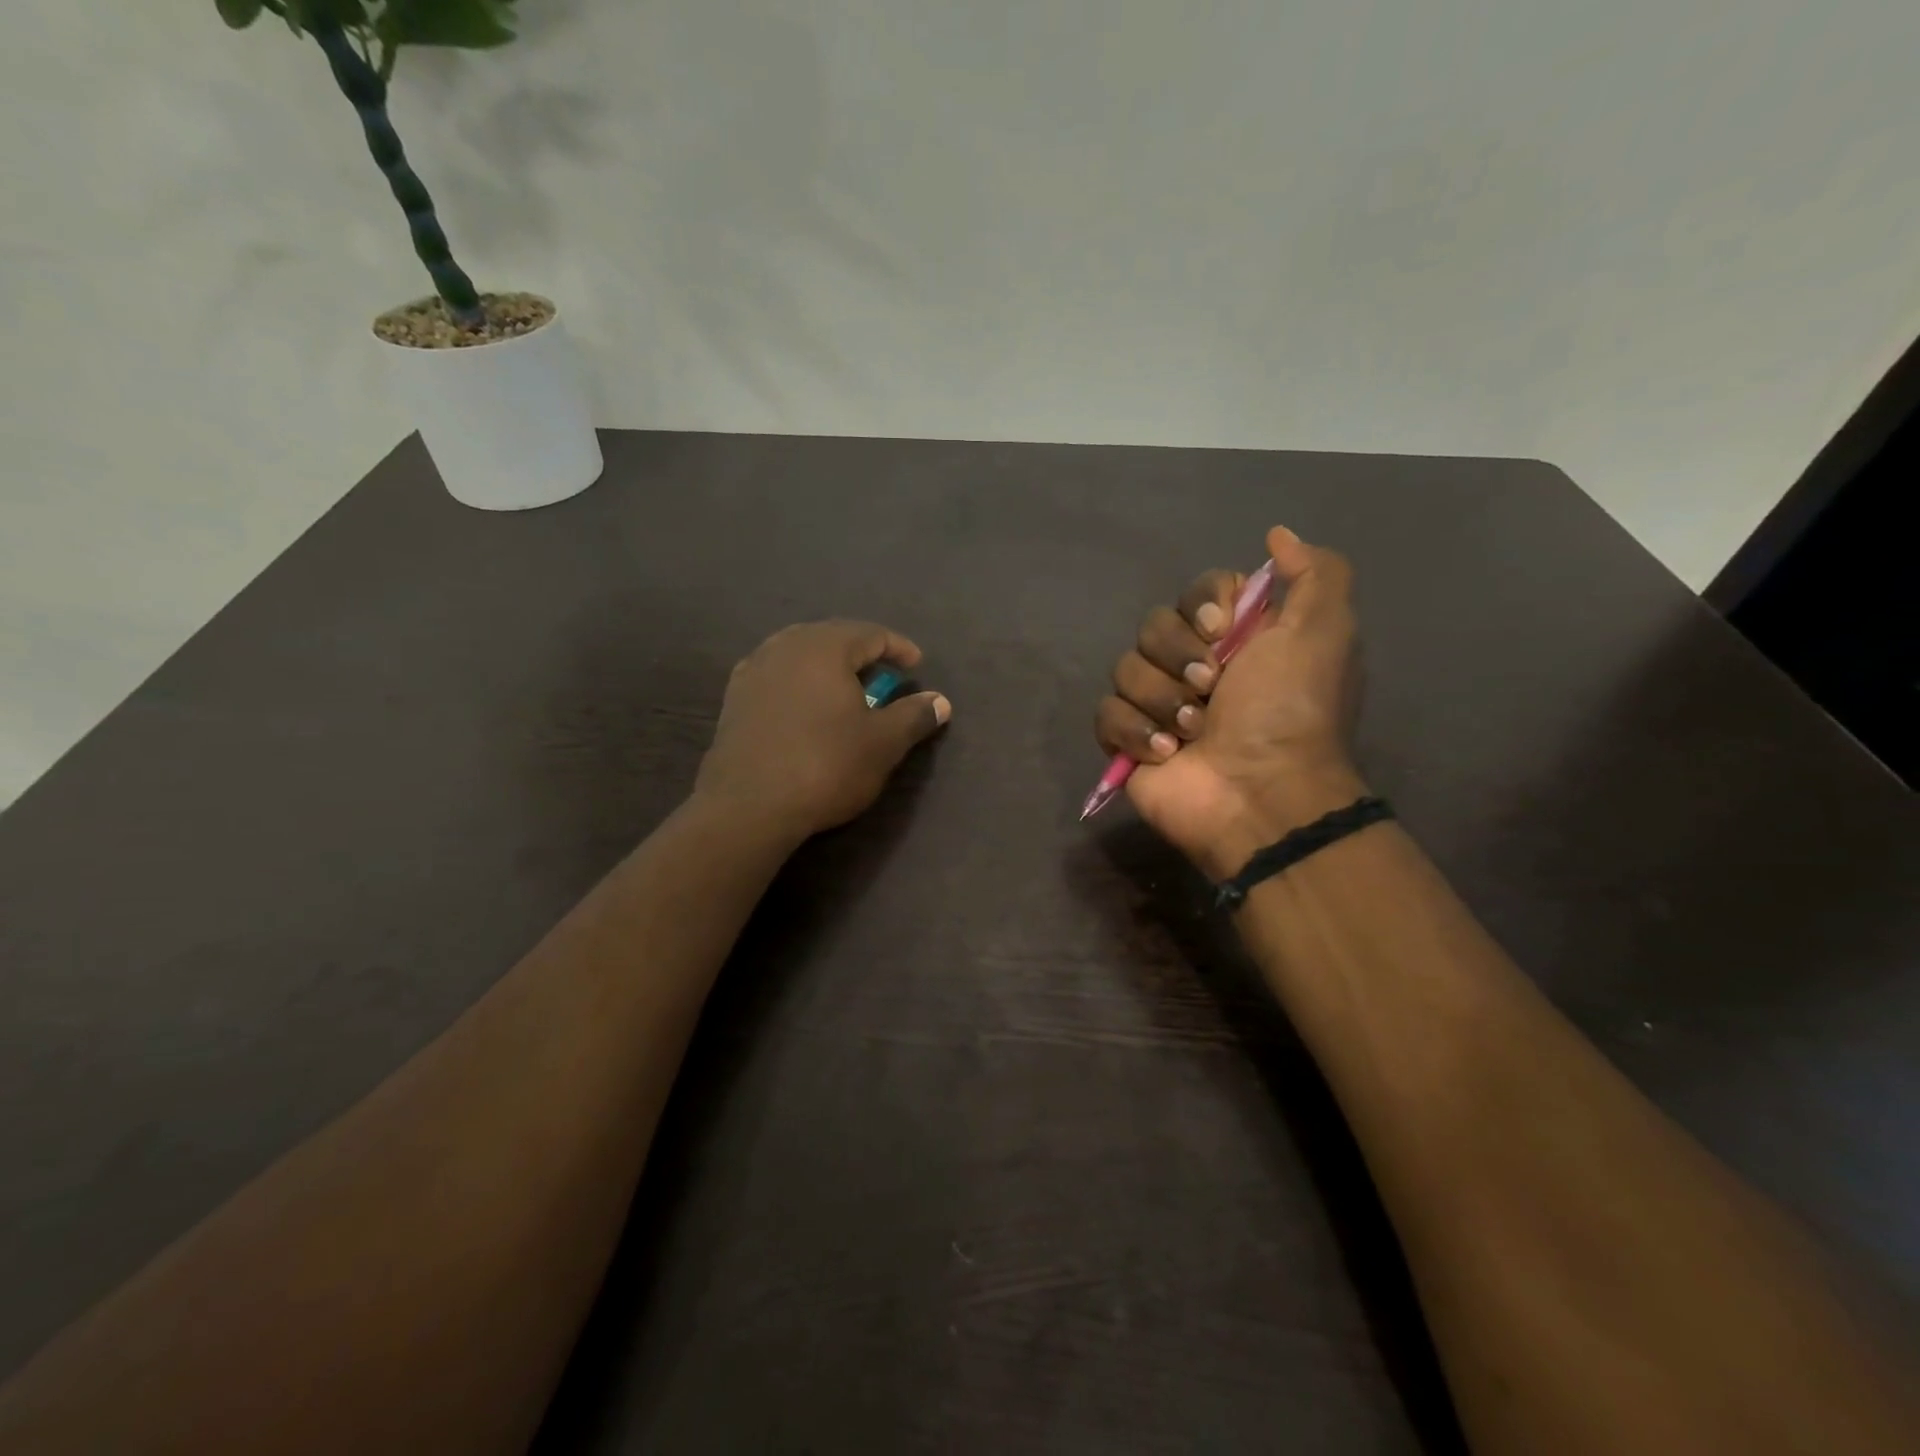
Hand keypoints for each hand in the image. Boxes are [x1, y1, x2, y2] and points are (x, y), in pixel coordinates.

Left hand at [696, 620, 951, 841]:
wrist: (749, 806)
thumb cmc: (826, 766)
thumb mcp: (883, 743)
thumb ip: (914, 716)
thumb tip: (941, 701)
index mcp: (824, 647)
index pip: (870, 633)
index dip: (898, 647)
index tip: (916, 665)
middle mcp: (785, 647)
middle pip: (832, 637)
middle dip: (861, 652)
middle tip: (883, 674)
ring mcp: (753, 671)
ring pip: (799, 654)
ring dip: (827, 665)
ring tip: (845, 687)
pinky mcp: (734, 699)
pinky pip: (776, 676)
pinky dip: (798, 682)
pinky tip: (804, 704)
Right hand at [1095, 526, 1367, 877]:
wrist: (1261, 793)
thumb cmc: (1290, 711)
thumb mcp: (1324, 632)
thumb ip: (1315, 574)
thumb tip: (1278, 536)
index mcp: (1237, 639)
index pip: (1196, 593)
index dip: (1200, 606)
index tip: (1219, 630)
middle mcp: (1195, 666)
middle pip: (1153, 627)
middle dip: (1178, 656)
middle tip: (1211, 689)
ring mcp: (1158, 705)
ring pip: (1125, 669)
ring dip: (1161, 699)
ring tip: (1194, 732)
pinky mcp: (1128, 742)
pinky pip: (1106, 714)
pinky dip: (1135, 732)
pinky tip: (1166, 753)